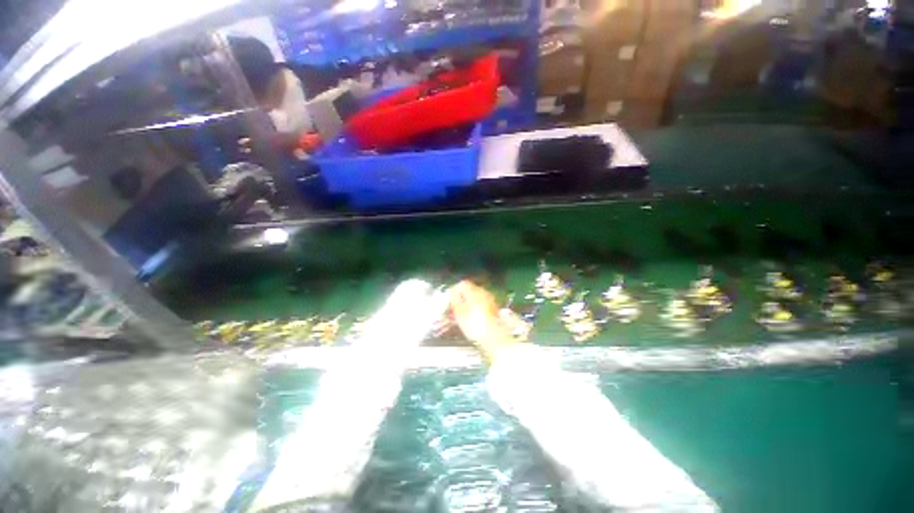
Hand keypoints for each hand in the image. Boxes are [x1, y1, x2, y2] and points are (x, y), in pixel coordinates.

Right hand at [449, 281, 517, 361]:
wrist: (493, 336)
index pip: (462, 284)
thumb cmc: (474, 324)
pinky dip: (476, 308)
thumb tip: (452, 293)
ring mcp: (490, 300)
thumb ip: (454, 299)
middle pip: (470, 290)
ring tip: (462, 314)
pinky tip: (472, 317)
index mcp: (474, 291)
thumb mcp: (459, 311)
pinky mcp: (493, 308)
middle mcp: (483, 292)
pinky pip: (482, 304)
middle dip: (461, 297)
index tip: (450, 298)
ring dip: (468, 303)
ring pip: (476, 297)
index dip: (455, 290)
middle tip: (455, 307)